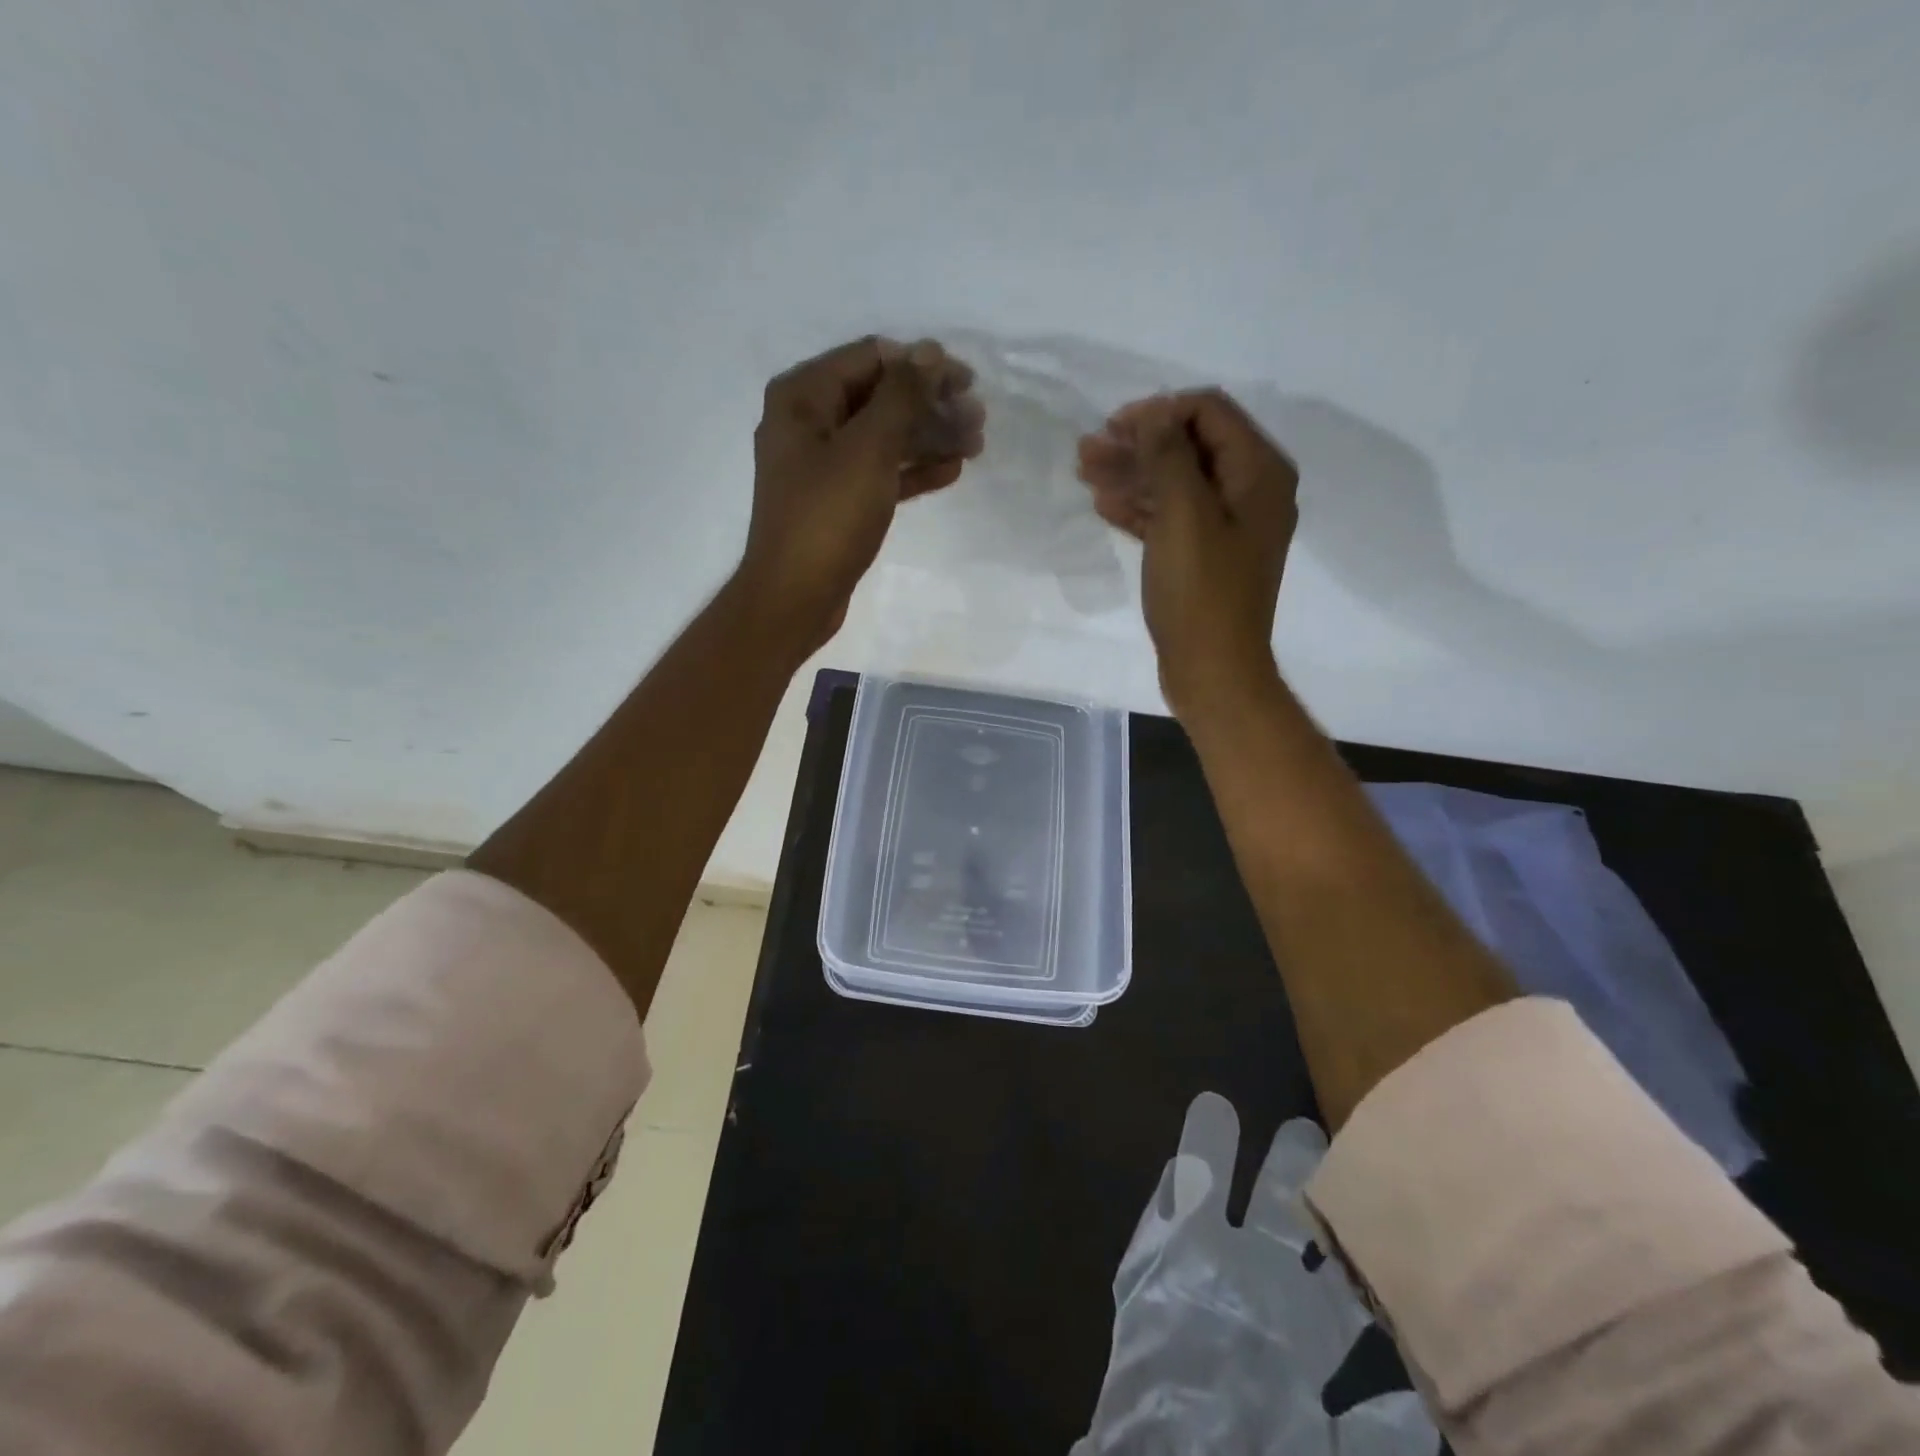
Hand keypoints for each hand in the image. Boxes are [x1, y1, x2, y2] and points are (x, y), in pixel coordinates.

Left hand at [739, 335, 983, 653]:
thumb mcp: (868, 450)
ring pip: (883, 437)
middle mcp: (808, 422)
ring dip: (929, 437)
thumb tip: (930, 351)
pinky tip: (951, 472)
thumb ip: (901, 396)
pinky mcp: (837, 500)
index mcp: (803, 397)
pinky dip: (912, 470)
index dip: (922, 364)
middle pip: (879, 397)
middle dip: (930, 404)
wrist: (795, 597)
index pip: (871, 358)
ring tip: (975, 445)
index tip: (967, 382)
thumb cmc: (828, 517)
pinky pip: (879, 472)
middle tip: (978, 418)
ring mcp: (822, 464)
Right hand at [1077, 390, 1297, 718]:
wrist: (1213, 670)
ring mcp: (1229, 526)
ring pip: (1177, 483)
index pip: (1210, 413)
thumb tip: (1154, 413)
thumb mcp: (1184, 517)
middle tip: (1088, 451)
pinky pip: (1173, 517)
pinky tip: (1105, 505)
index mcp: (1259, 473)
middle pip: (1190, 447)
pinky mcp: (1206, 555)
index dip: (1159, 412)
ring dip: (1133, 475)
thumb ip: (1169, 456)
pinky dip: (1141, 508)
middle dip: (1138, 445)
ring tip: (1085, 472)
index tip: (1113, 427)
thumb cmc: (1201, 593)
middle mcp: (1251, 491)